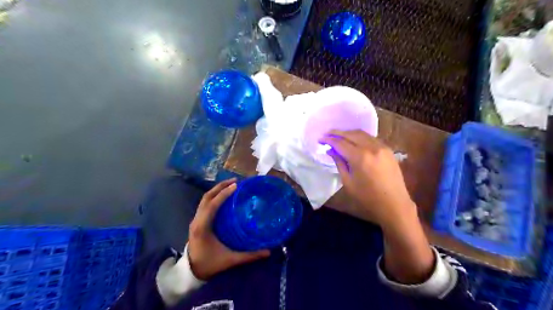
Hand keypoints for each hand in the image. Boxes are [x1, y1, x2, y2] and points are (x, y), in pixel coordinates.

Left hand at [188, 176, 269, 280]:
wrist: (191, 272)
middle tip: (235, 181)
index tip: (236, 186)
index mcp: (203, 227)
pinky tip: (223, 196)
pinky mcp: (197, 221)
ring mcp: (195, 220)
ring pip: (204, 199)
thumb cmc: (210, 264)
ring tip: (230, 185)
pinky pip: (205, 204)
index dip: (224, 194)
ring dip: (216, 190)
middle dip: (220, 187)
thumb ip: (249, 256)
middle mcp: (197, 220)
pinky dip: (214, 197)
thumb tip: (268, 252)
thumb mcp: (230, 260)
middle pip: (206, 197)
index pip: (212, 205)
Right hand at [320, 129, 414, 226]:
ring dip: (349, 133)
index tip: (320, 139)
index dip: (329, 140)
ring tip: (338, 136)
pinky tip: (354, 141)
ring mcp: (382, 147)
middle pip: (352, 134)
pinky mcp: (388, 150)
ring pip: (362, 134)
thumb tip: (331, 150)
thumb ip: (339, 163)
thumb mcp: (348, 182)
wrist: (394, 204)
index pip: (341, 143)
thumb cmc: (368, 198)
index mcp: (360, 157)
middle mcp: (372, 147)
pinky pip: (371, 138)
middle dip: (338, 133)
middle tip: (327, 134)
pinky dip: (360, 137)